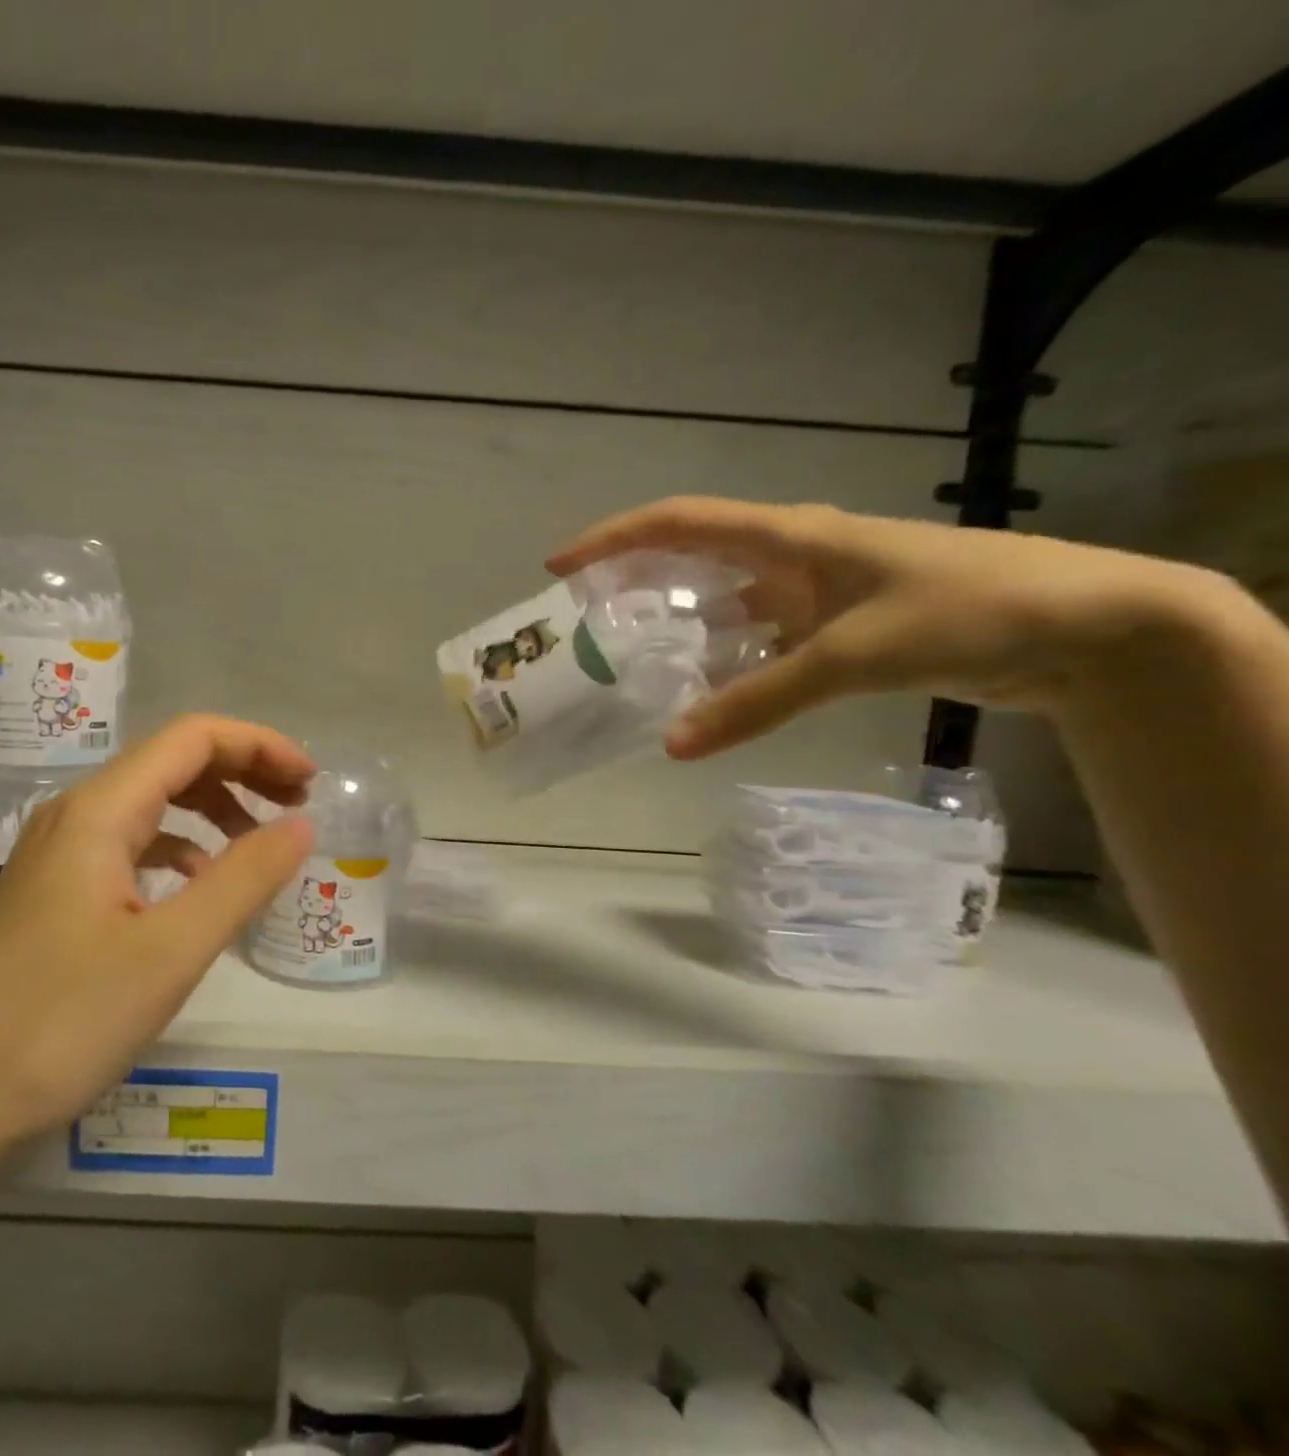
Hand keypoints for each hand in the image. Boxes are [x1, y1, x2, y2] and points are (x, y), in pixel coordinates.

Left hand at [0, 715, 315, 1174]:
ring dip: (213, 809)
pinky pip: (131, 844)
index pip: (192, 738)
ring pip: (151, 804)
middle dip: (243, 772)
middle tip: (299, 806)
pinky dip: (180, 848)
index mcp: (99, 811)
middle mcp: (74, 815)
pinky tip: (200, 886)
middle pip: (172, 762)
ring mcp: (58, 853)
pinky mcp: (54, 891)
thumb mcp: (170, 953)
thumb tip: (302, 825)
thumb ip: (243, 880)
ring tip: (262, 844)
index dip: (259, 745)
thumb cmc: (59, 1024)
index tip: (312, 782)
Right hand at [548, 496, 1229, 757]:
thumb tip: (671, 745)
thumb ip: (755, 701)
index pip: (678, 523)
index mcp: (789, 537)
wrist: (1090, 626)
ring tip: (629, 658)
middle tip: (585, 618)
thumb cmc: (966, 612)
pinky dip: (725, 660)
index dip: (612, 540)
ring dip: (678, 625)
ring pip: (725, 602)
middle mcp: (793, 555)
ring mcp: (816, 590)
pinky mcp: (838, 624)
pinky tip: (705, 691)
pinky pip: (759, 637)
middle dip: (632, 580)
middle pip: (691, 557)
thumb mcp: (850, 657)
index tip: (560, 567)